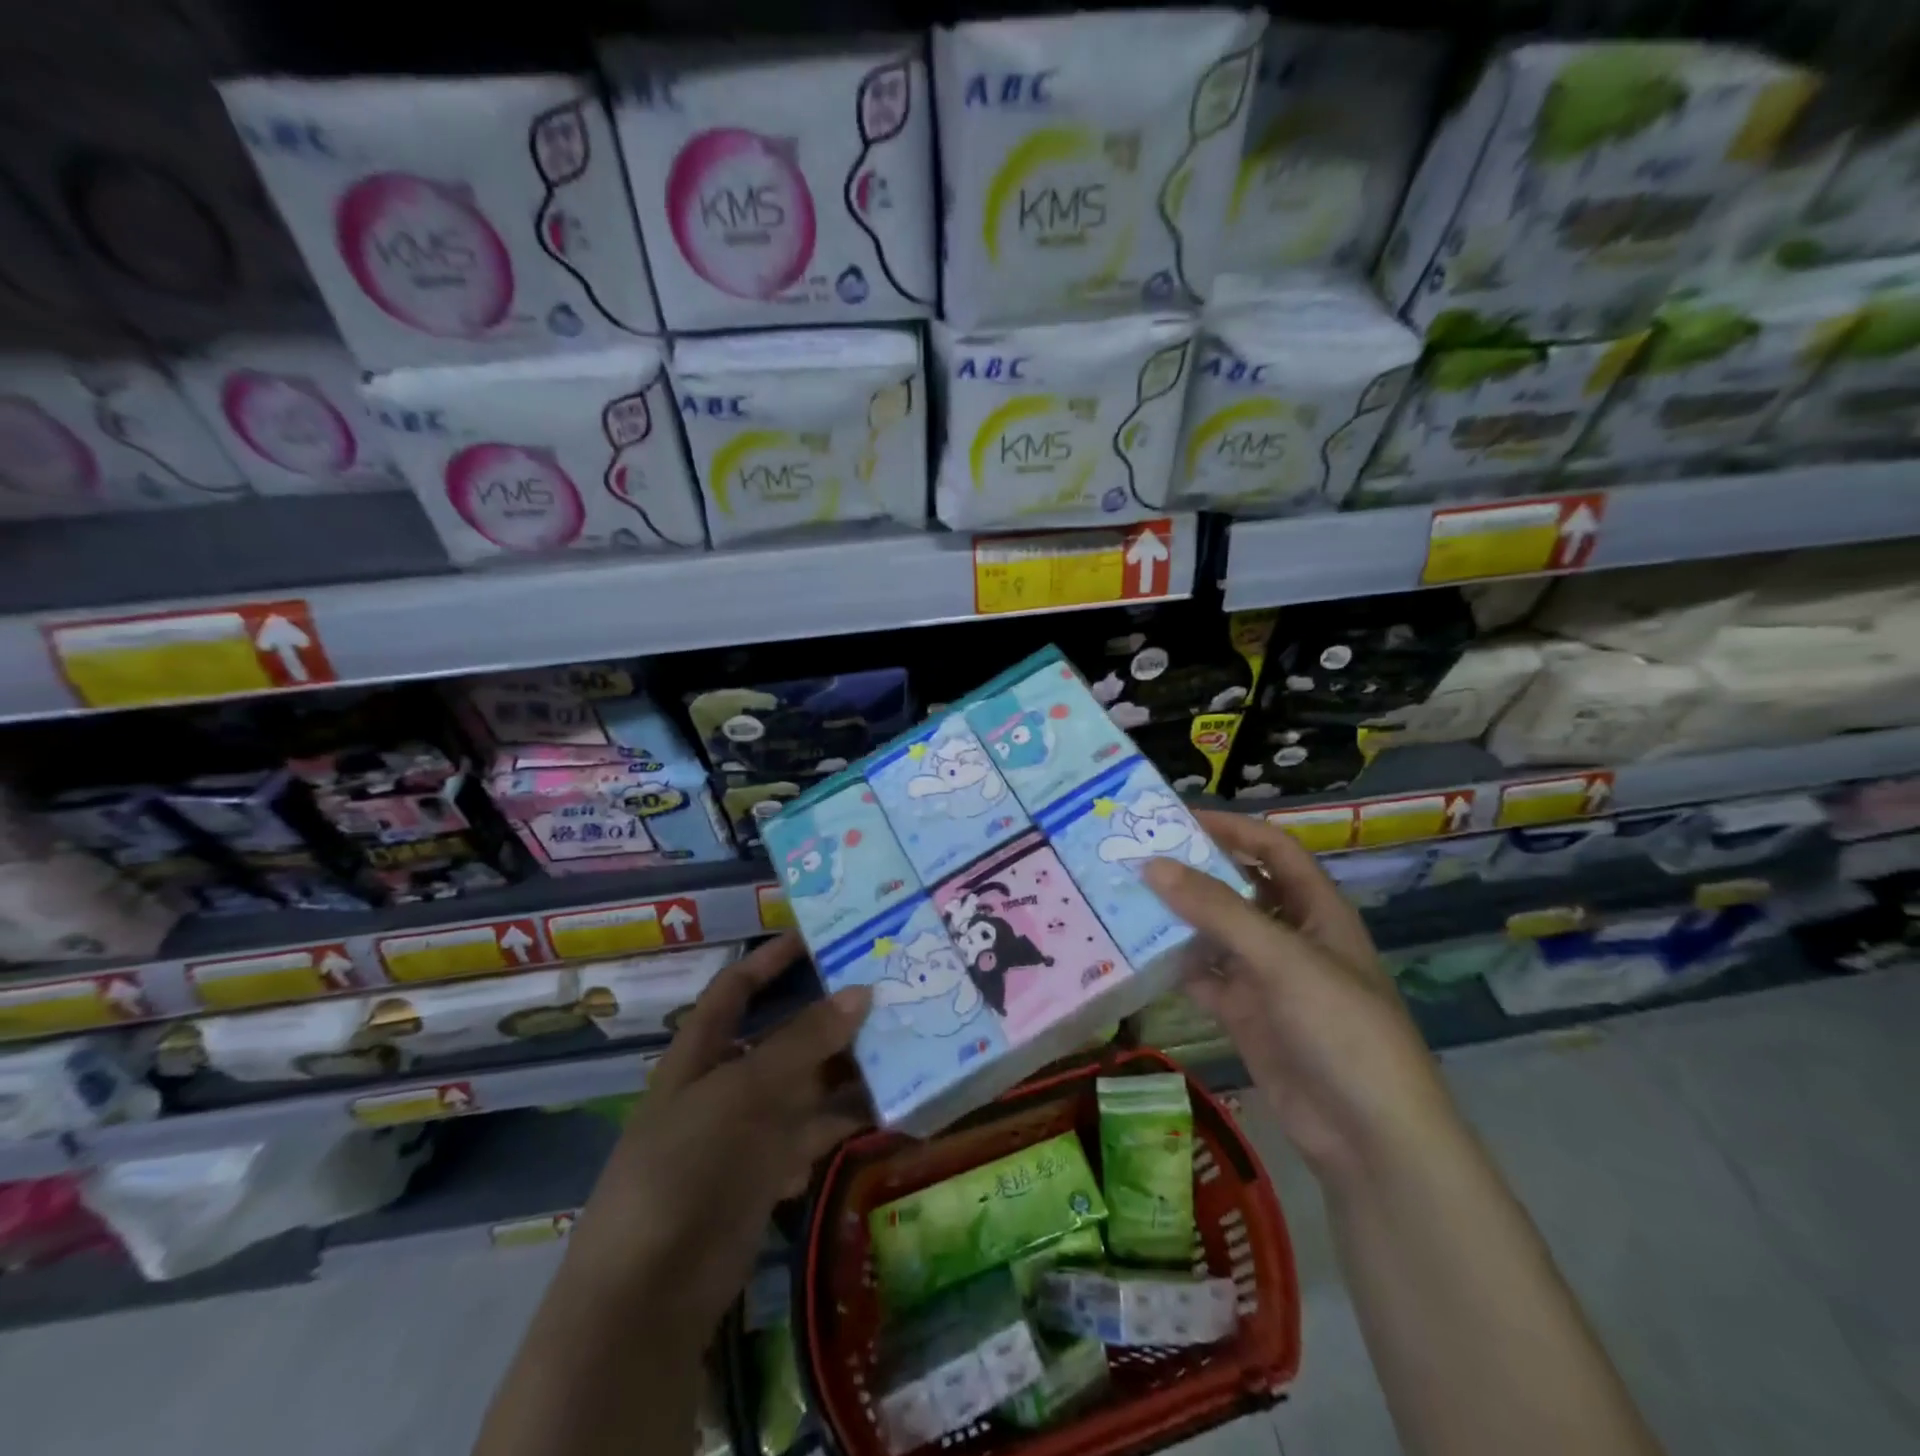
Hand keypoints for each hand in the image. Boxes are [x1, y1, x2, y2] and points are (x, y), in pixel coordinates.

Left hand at [562, 934, 872, 1339]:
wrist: (651, 1292)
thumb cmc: (686, 1166)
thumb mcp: (743, 1091)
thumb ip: (804, 1041)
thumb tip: (862, 991)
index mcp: (702, 1051)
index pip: (736, 988)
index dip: (771, 958)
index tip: (820, 935)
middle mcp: (728, 1081)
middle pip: (786, 1035)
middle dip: (832, 1015)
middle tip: (889, 989)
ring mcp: (750, 1128)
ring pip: (810, 1083)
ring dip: (851, 1067)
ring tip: (906, 1043)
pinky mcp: (772, 1170)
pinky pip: (819, 1130)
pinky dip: (850, 1119)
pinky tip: (892, 1107)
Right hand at [1143, 812, 1454, 1186]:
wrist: (1368, 1135)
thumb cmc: (1339, 1026)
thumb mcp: (1280, 957)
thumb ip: (1215, 910)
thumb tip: (1152, 865)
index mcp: (1315, 909)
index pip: (1271, 849)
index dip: (1230, 828)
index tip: (1175, 819)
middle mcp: (1290, 935)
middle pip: (1237, 887)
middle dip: (1193, 870)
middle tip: (1135, 854)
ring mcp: (1266, 977)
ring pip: (1214, 933)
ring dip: (1177, 917)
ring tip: (1124, 896)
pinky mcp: (1246, 1014)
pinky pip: (1203, 977)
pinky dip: (1174, 965)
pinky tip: (1136, 953)